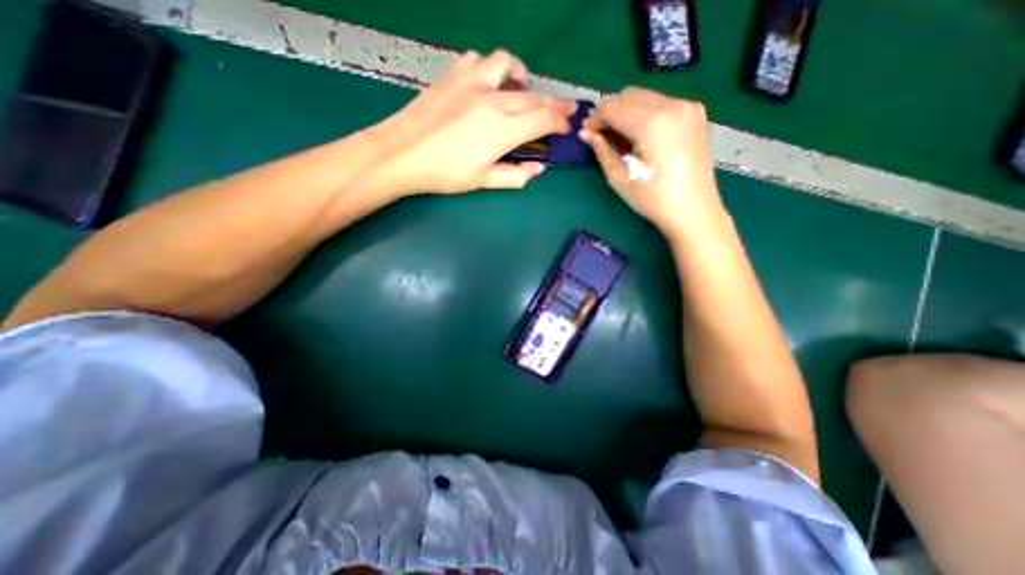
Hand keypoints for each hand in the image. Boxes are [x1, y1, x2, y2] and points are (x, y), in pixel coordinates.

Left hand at [369, 49, 575, 193]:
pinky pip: (477, 61)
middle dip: (555, 102)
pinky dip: (490, 68)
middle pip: (533, 96)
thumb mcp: (483, 181)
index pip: (543, 120)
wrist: (401, 153)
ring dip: (522, 76)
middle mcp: (492, 100)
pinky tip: (488, 82)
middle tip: (567, 107)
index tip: (567, 127)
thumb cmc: (444, 173)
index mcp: (502, 130)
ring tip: (524, 87)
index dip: (559, 123)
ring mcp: (471, 83)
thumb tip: (538, 168)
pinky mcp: (453, 76)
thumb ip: (515, 176)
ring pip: (507, 65)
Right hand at [581, 86, 722, 237]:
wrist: (693, 210)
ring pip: (646, 96)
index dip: (595, 119)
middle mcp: (673, 105)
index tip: (585, 133)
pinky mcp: (695, 114)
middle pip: (629, 95)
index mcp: (652, 122)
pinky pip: (662, 103)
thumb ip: (602, 150)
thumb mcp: (620, 177)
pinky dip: (644, 113)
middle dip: (609, 111)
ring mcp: (688, 107)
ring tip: (617, 135)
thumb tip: (586, 134)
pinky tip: (639, 134)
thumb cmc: (652, 199)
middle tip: (598, 133)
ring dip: (626, 111)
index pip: (613, 107)